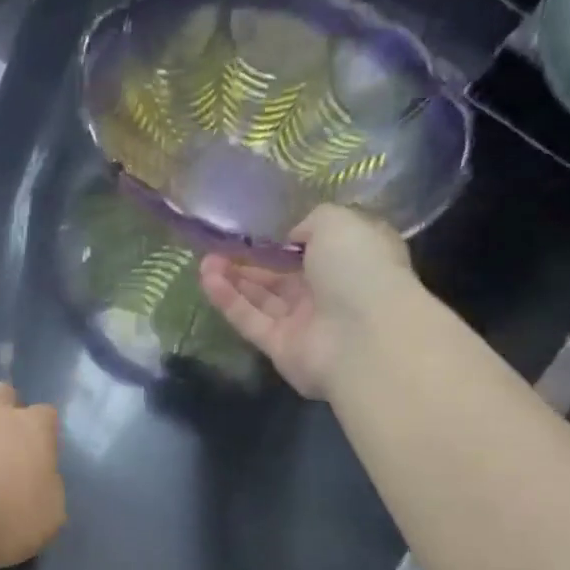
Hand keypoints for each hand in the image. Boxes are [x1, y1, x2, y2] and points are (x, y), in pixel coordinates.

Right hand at [200, 205, 413, 399]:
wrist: (364, 337)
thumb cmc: (359, 269)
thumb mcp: (338, 223)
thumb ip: (311, 222)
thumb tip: (293, 238)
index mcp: (353, 258)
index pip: (317, 246)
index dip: (287, 238)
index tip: (259, 228)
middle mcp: (330, 291)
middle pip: (283, 274)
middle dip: (251, 259)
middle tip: (219, 245)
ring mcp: (305, 322)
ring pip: (263, 297)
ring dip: (234, 278)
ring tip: (205, 260)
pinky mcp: (280, 347)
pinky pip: (250, 320)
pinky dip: (229, 300)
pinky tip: (206, 279)